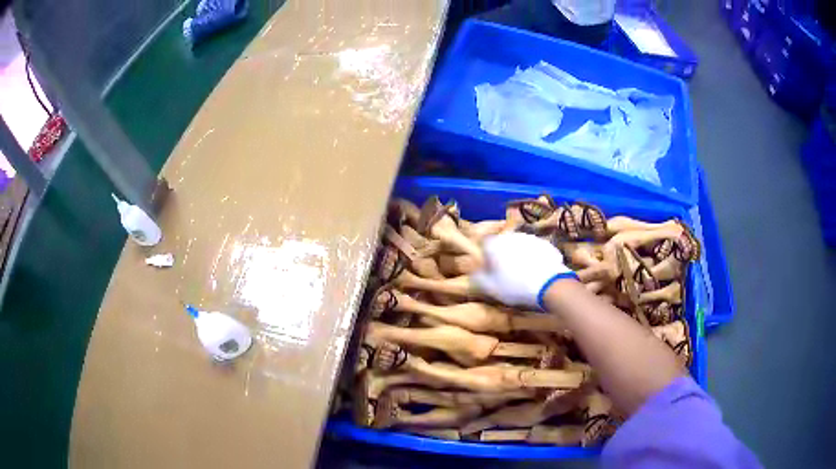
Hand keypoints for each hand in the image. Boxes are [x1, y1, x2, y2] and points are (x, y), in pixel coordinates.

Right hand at [473, 232, 577, 309]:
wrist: (550, 285)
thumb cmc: (515, 286)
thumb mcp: (490, 288)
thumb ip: (478, 277)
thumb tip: (474, 270)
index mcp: (495, 244)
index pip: (483, 243)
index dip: (484, 255)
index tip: (488, 267)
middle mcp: (512, 236)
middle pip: (502, 243)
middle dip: (502, 254)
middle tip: (505, 272)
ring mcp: (531, 238)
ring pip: (520, 245)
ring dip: (519, 255)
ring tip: (523, 273)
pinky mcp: (546, 244)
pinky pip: (535, 250)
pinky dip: (534, 258)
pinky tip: (537, 272)